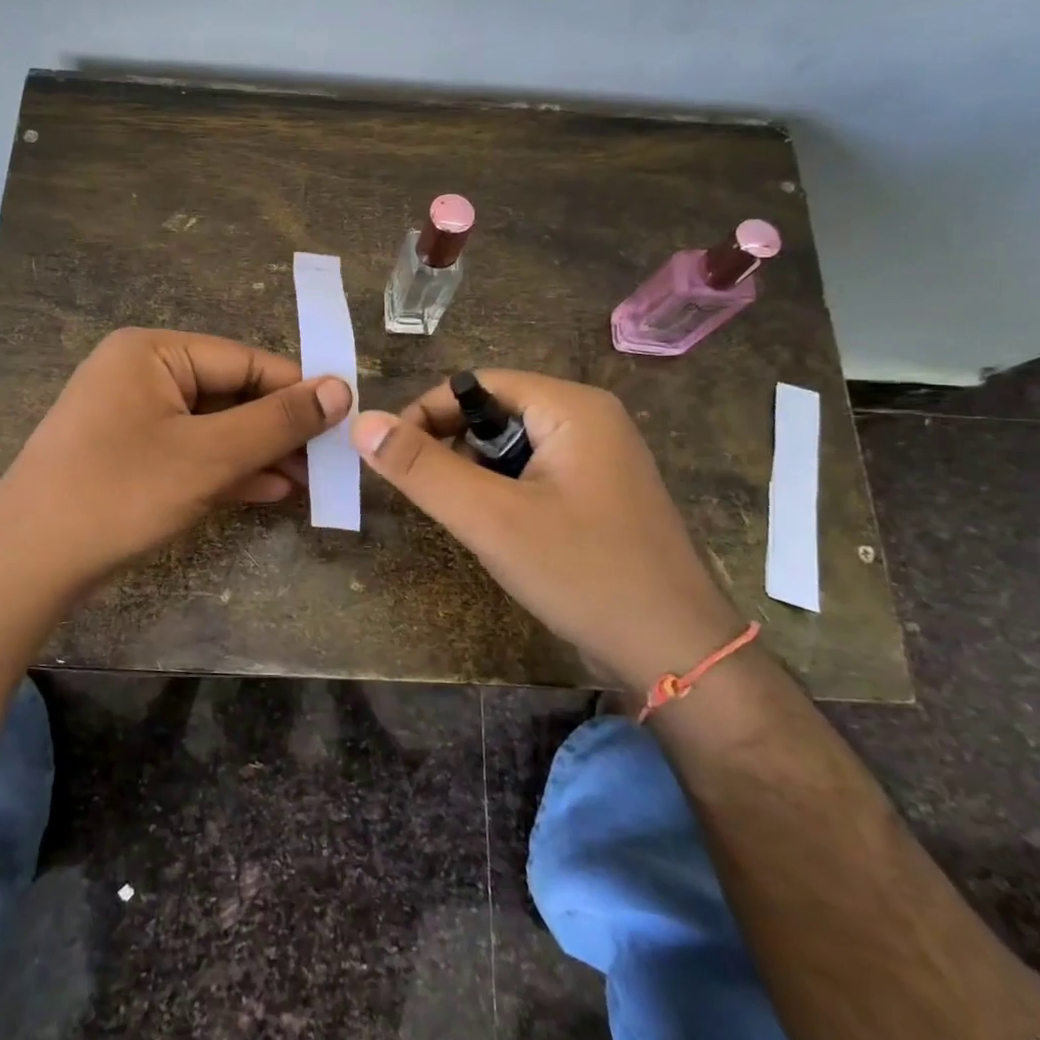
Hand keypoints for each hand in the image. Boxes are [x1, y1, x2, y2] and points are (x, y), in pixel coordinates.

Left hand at [0, 328, 351, 605]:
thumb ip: (277, 421)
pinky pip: (190, 452)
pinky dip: (228, 471)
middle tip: (331, 460)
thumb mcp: (208, 456)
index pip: (244, 360)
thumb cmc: (119, 493)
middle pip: (230, 393)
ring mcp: (132, 417)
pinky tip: (271, 492)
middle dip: (279, 429)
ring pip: (213, 427)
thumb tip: (341, 389)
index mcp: (153, 352)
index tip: (345, 418)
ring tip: (311, 481)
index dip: (298, 389)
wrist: (27, 563)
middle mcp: (140, 373)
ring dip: (260, 453)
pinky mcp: (128, 456)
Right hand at [352, 371, 743, 691]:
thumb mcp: (491, 519)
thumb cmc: (583, 573)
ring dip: (477, 474)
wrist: (678, 655)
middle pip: (496, 412)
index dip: (428, 412)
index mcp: (573, 407)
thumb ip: (422, 469)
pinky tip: (500, 533)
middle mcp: (591, 421)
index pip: (478, 384)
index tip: (392, 456)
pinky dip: (505, 494)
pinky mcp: (601, 496)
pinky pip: (536, 476)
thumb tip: (362, 422)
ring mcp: (601, 460)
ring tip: (464, 518)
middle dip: (452, 447)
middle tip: (425, 493)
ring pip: (513, 448)